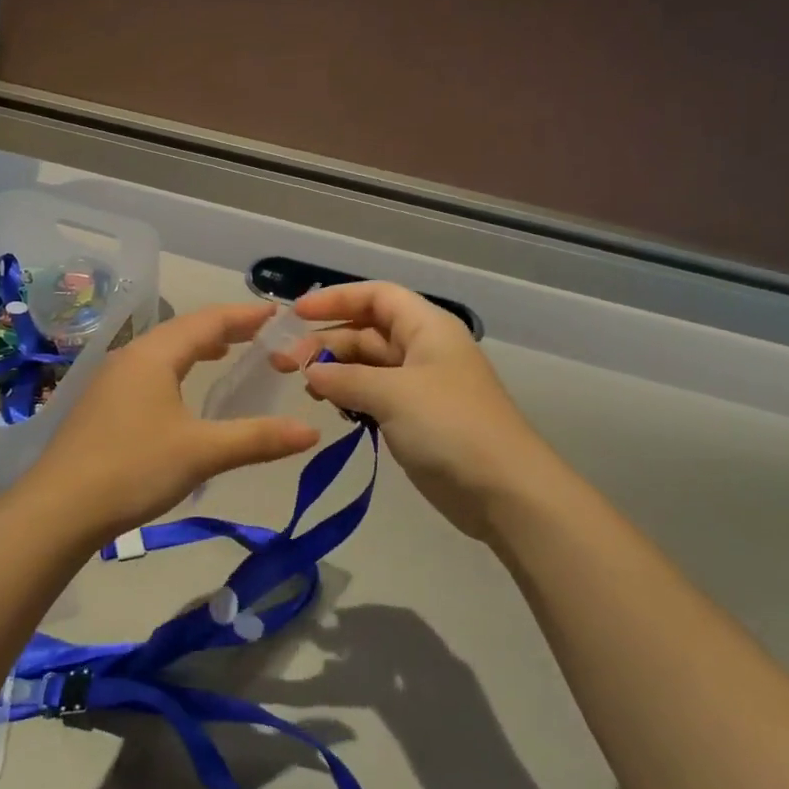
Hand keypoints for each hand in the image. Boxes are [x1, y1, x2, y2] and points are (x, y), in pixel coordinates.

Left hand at [27, 302, 319, 540]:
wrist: (58, 509)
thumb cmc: (133, 469)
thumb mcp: (202, 453)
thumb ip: (257, 438)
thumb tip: (311, 432)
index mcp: (154, 355)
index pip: (208, 321)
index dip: (245, 315)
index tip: (277, 312)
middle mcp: (131, 356)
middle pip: (184, 330)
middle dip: (224, 328)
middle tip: (261, 333)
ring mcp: (111, 379)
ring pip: (163, 350)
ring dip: (198, 347)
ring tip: (228, 353)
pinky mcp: (101, 403)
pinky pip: (149, 370)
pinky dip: (177, 367)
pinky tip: (183, 390)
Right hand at [280, 282, 551, 539]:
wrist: (505, 492)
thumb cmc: (450, 426)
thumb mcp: (393, 393)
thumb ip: (346, 378)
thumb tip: (311, 372)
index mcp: (427, 327)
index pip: (376, 296)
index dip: (336, 299)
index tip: (296, 314)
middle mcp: (423, 349)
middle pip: (367, 331)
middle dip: (326, 341)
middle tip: (283, 363)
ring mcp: (421, 386)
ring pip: (368, 365)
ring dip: (335, 370)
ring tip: (303, 387)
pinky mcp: (417, 419)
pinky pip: (375, 395)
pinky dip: (350, 396)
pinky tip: (329, 406)